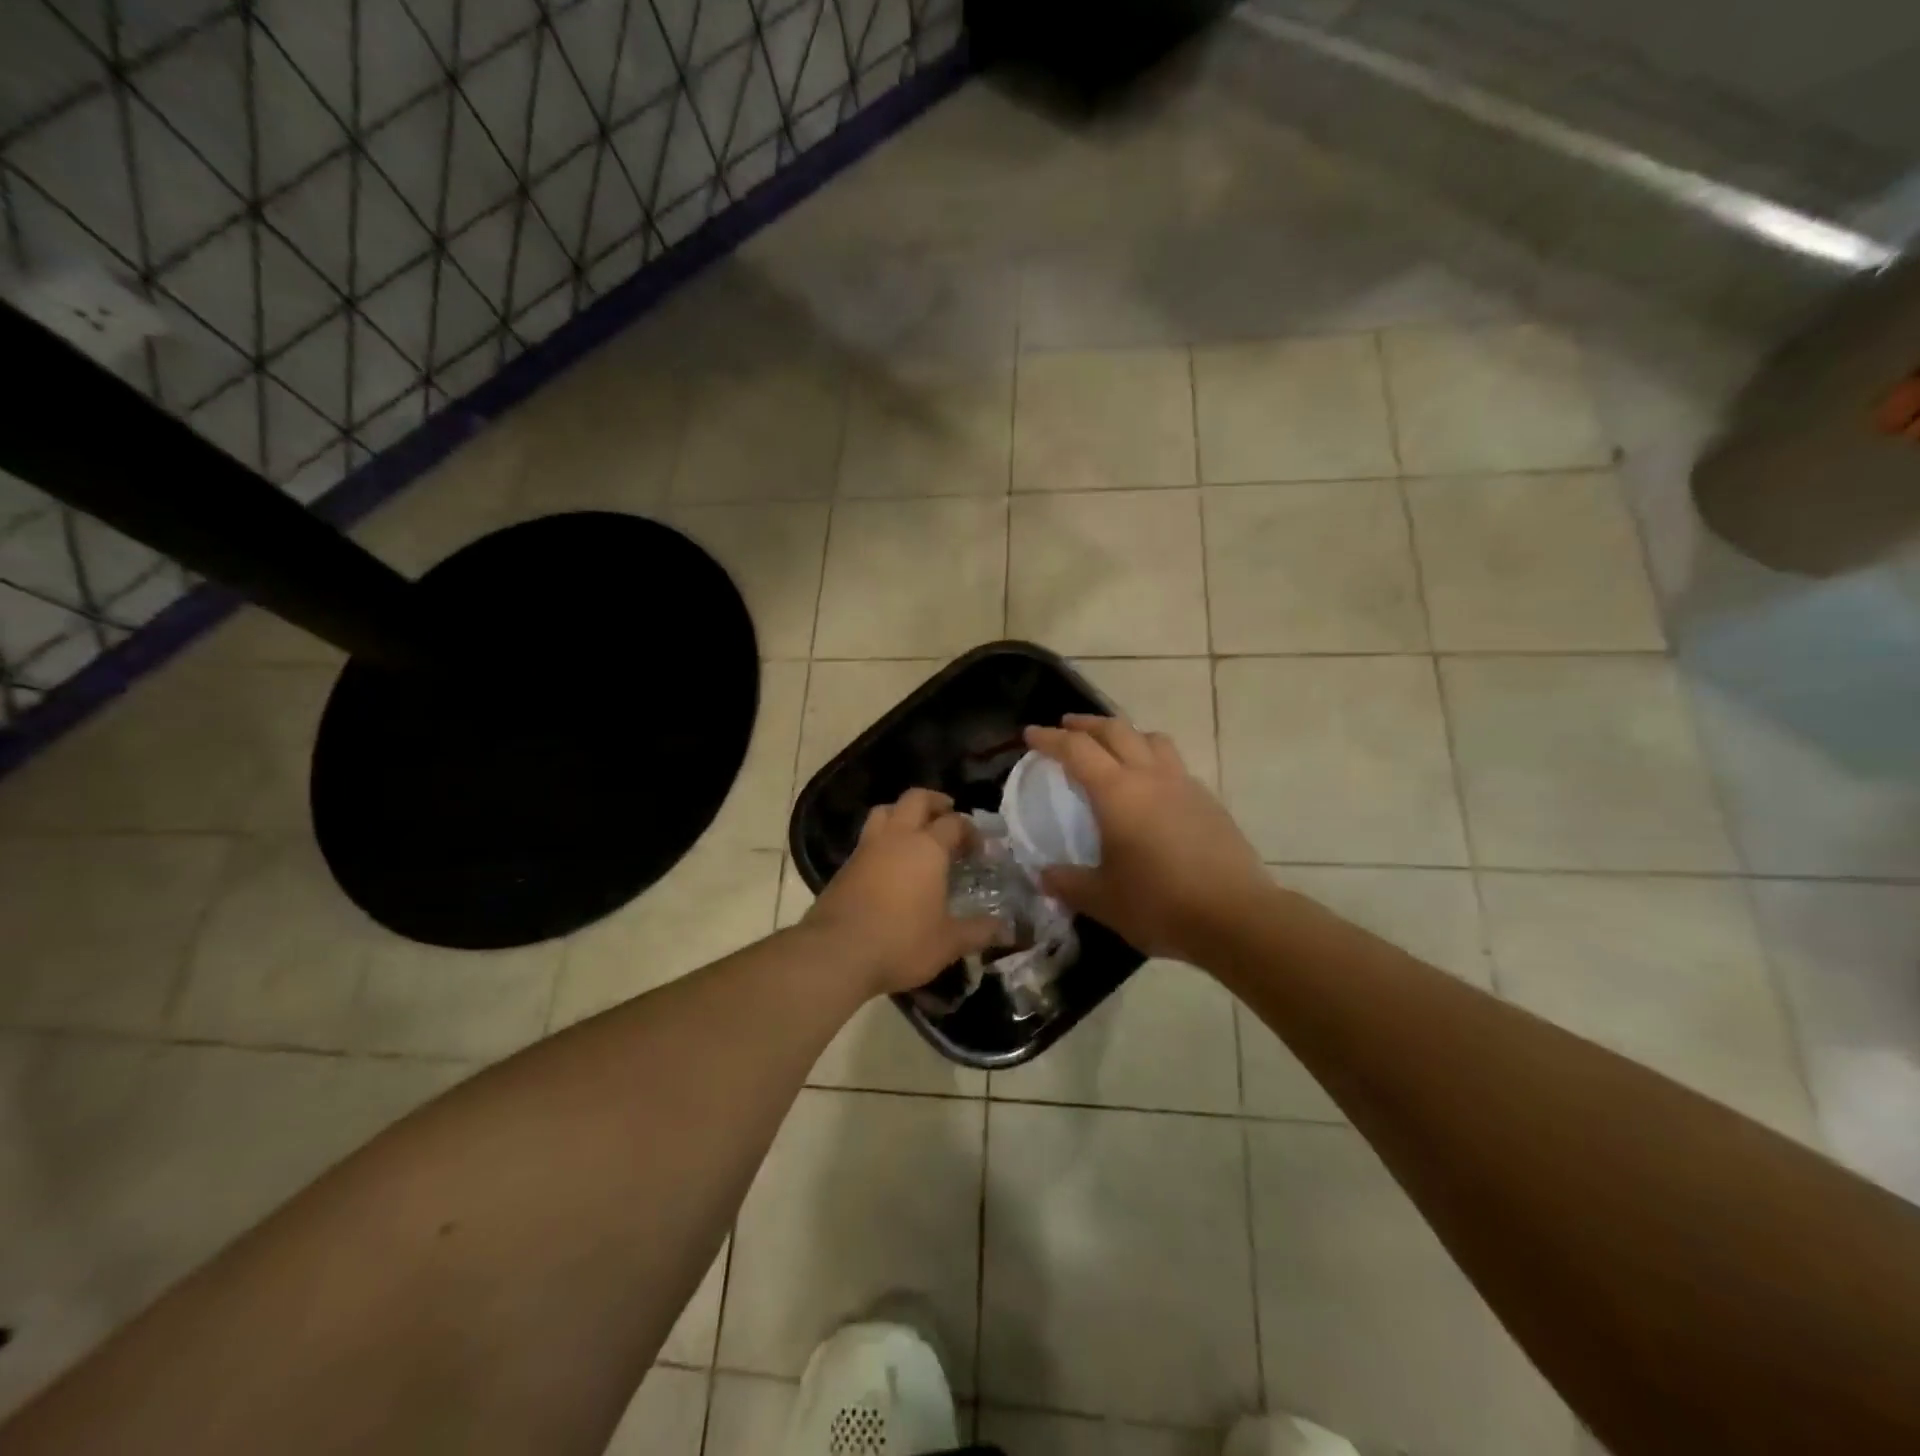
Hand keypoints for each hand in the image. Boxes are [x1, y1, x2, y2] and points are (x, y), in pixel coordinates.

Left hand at [803, 788, 1003, 995]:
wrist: (836, 953)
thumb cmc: (901, 942)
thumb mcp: (948, 942)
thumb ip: (978, 931)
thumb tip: (1006, 930)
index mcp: (927, 847)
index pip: (954, 823)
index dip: (970, 830)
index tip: (979, 848)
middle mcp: (896, 837)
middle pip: (915, 800)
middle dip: (935, 802)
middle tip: (947, 814)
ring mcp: (866, 848)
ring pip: (884, 811)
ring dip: (902, 813)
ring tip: (915, 831)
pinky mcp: (845, 866)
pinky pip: (868, 838)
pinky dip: (883, 839)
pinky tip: (889, 863)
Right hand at [1023, 715, 1271, 962]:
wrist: (1235, 917)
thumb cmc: (1159, 904)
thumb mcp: (1102, 899)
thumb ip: (1068, 883)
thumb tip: (1044, 876)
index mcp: (1117, 793)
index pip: (1076, 750)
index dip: (1050, 738)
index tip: (1030, 734)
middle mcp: (1150, 777)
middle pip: (1116, 730)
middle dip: (1086, 724)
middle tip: (1066, 726)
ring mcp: (1184, 785)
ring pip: (1151, 739)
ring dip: (1125, 734)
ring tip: (1112, 747)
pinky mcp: (1209, 802)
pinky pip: (1174, 764)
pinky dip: (1152, 760)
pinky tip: (1150, 788)